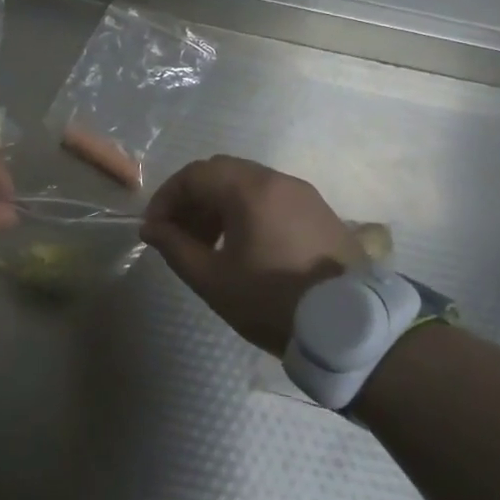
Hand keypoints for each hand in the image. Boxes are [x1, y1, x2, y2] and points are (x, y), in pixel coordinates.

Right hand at [141, 155, 356, 354]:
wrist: (348, 327)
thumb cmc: (271, 300)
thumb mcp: (212, 279)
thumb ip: (175, 247)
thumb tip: (151, 228)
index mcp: (250, 190)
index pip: (194, 174)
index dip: (167, 197)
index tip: (154, 229)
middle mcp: (278, 180)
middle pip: (221, 173)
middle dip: (192, 199)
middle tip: (178, 234)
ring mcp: (304, 194)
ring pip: (247, 184)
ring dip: (218, 205)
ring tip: (207, 243)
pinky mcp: (320, 212)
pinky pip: (271, 198)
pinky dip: (246, 211)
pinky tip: (242, 246)